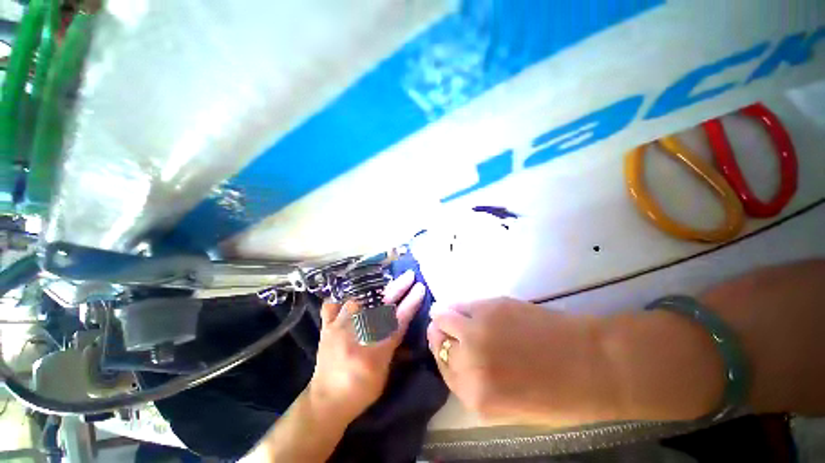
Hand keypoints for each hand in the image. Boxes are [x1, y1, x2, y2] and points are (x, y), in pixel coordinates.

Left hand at [309, 270, 425, 421]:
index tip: (420, 288)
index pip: (398, 321)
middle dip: (397, 288)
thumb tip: (403, 322)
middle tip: (409, 276)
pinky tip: (349, 292)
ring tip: (384, 280)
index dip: (411, 303)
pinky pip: (331, 306)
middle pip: (381, 306)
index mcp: (374, 351)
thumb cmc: (360, 390)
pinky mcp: (326, 328)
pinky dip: (341, 296)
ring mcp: (338, 328)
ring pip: (358, 299)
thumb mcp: (383, 372)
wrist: (326, 402)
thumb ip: (394, 346)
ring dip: (374, 288)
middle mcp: (356, 336)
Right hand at [427, 297, 616, 425]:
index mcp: (475, 396)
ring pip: (443, 317)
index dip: (442, 354)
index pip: (443, 370)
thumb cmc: (556, 394)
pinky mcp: (489, 306)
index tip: (444, 344)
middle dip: (440, 334)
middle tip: (445, 328)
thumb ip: (477, 385)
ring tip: (448, 312)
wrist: (591, 363)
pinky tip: (465, 306)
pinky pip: (462, 303)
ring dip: (443, 315)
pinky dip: (459, 304)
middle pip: (438, 341)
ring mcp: (477, 331)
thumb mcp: (510, 405)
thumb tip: (458, 357)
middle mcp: (469, 363)